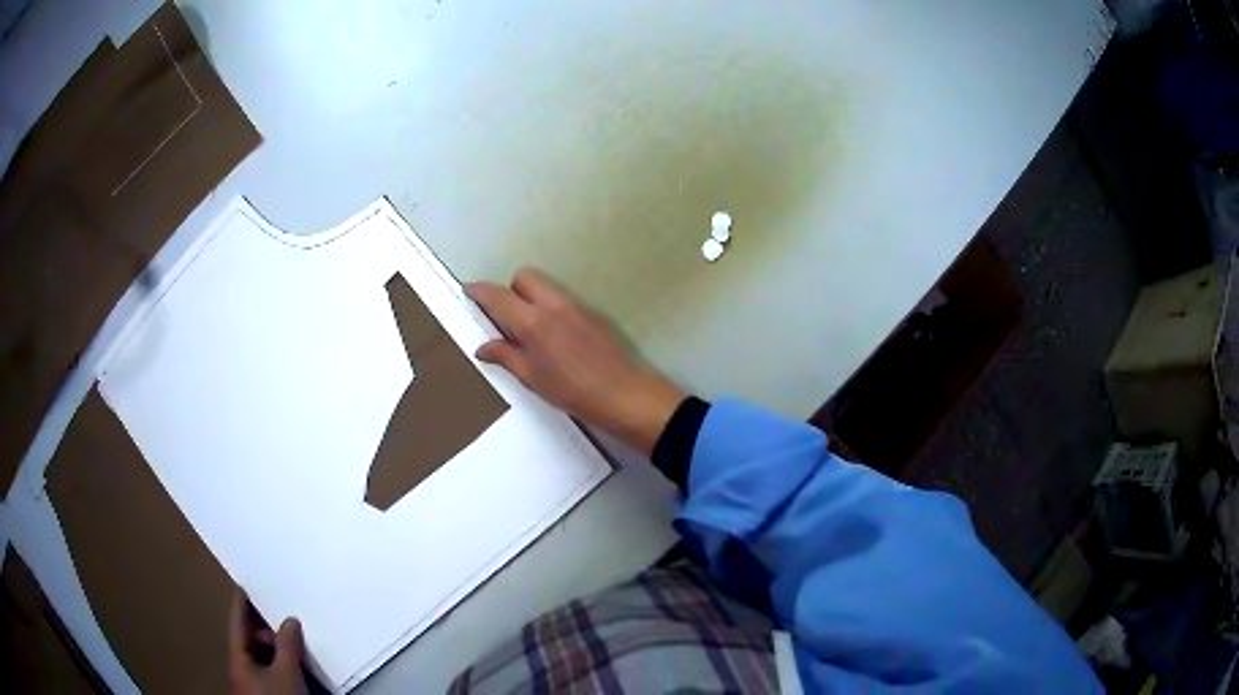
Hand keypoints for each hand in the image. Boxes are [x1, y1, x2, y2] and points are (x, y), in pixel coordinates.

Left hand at [229, 590, 306, 694]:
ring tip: (297, 648)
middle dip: (269, 631)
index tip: (244, 583)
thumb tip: (290, 620)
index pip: (238, 622)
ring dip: (278, 651)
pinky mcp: (265, 694)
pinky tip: (297, 668)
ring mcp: (252, 683)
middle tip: (288, 624)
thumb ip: (288, 644)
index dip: (242, 603)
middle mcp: (241, 667)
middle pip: (252, 640)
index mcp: (238, 656)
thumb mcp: (287, 671)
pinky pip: (271, 671)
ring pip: (263, 658)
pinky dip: (282, 665)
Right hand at [467, 268, 684, 455]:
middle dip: (510, 289)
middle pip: (523, 277)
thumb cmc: (572, 391)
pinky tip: (552, 335)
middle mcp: (552, 304)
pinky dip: (548, 306)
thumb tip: (483, 347)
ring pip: (544, 285)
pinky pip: (561, 297)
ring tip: (528, 328)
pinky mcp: (590, 312)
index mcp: (532, 321)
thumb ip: (505, 357)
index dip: (479, 291)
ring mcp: (574, 305)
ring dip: (530, 296)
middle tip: (505, 318)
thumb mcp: (532, 378)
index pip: (498, 296)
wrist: (622, 393)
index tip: (468, 292)